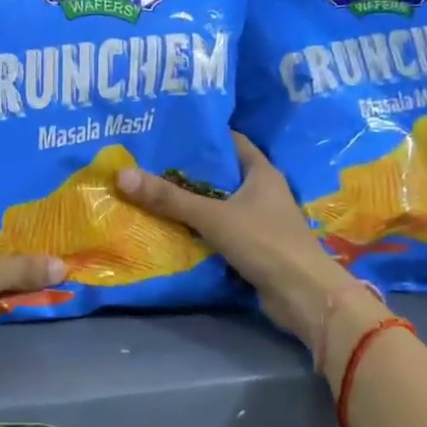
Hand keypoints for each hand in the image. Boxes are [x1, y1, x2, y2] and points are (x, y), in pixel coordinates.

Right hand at [116, 133, 385, 376]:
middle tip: (147, 162)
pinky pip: (218, 229)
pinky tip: (169, 226)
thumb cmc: (265, 242)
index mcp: (261, 172)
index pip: (230, 141)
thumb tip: (122, 174)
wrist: (304, 296)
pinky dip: (198, 227)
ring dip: (190, 201)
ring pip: (217, 203)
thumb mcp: (213, 216)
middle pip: (219, 173)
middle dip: (186, 169)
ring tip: (149, 191)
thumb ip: (170, 198)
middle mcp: (262, 191)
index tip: (168, 131)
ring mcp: (259, 220)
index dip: (202, 134)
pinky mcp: (253, 246)